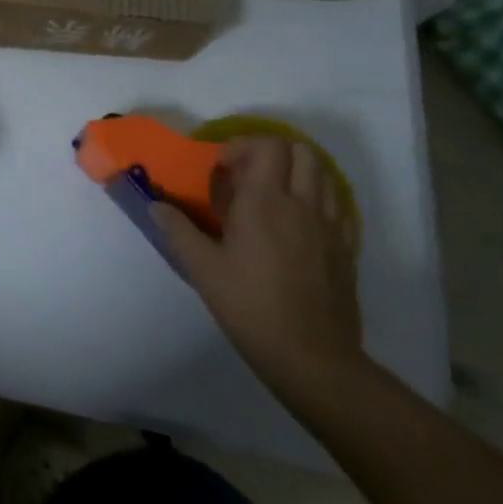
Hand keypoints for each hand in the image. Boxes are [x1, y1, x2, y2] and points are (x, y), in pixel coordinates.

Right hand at [159, 137, 364, 400]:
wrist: (311, 357)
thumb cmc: (250, 307)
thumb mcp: (203, 268)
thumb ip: (178, 230)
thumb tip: (155, 205)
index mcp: (266, 203)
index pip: (268, 147)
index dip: (243, 146)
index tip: (222, 169)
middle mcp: (303, 205)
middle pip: (301, 151)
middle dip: (272, 152)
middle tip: (247, 175)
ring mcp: (331, 226)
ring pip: (324, 174)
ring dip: (297, 172)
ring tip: (272, 194)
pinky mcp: (347, 249)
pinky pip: (339, 205)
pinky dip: (319, 198)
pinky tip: (299, 221)